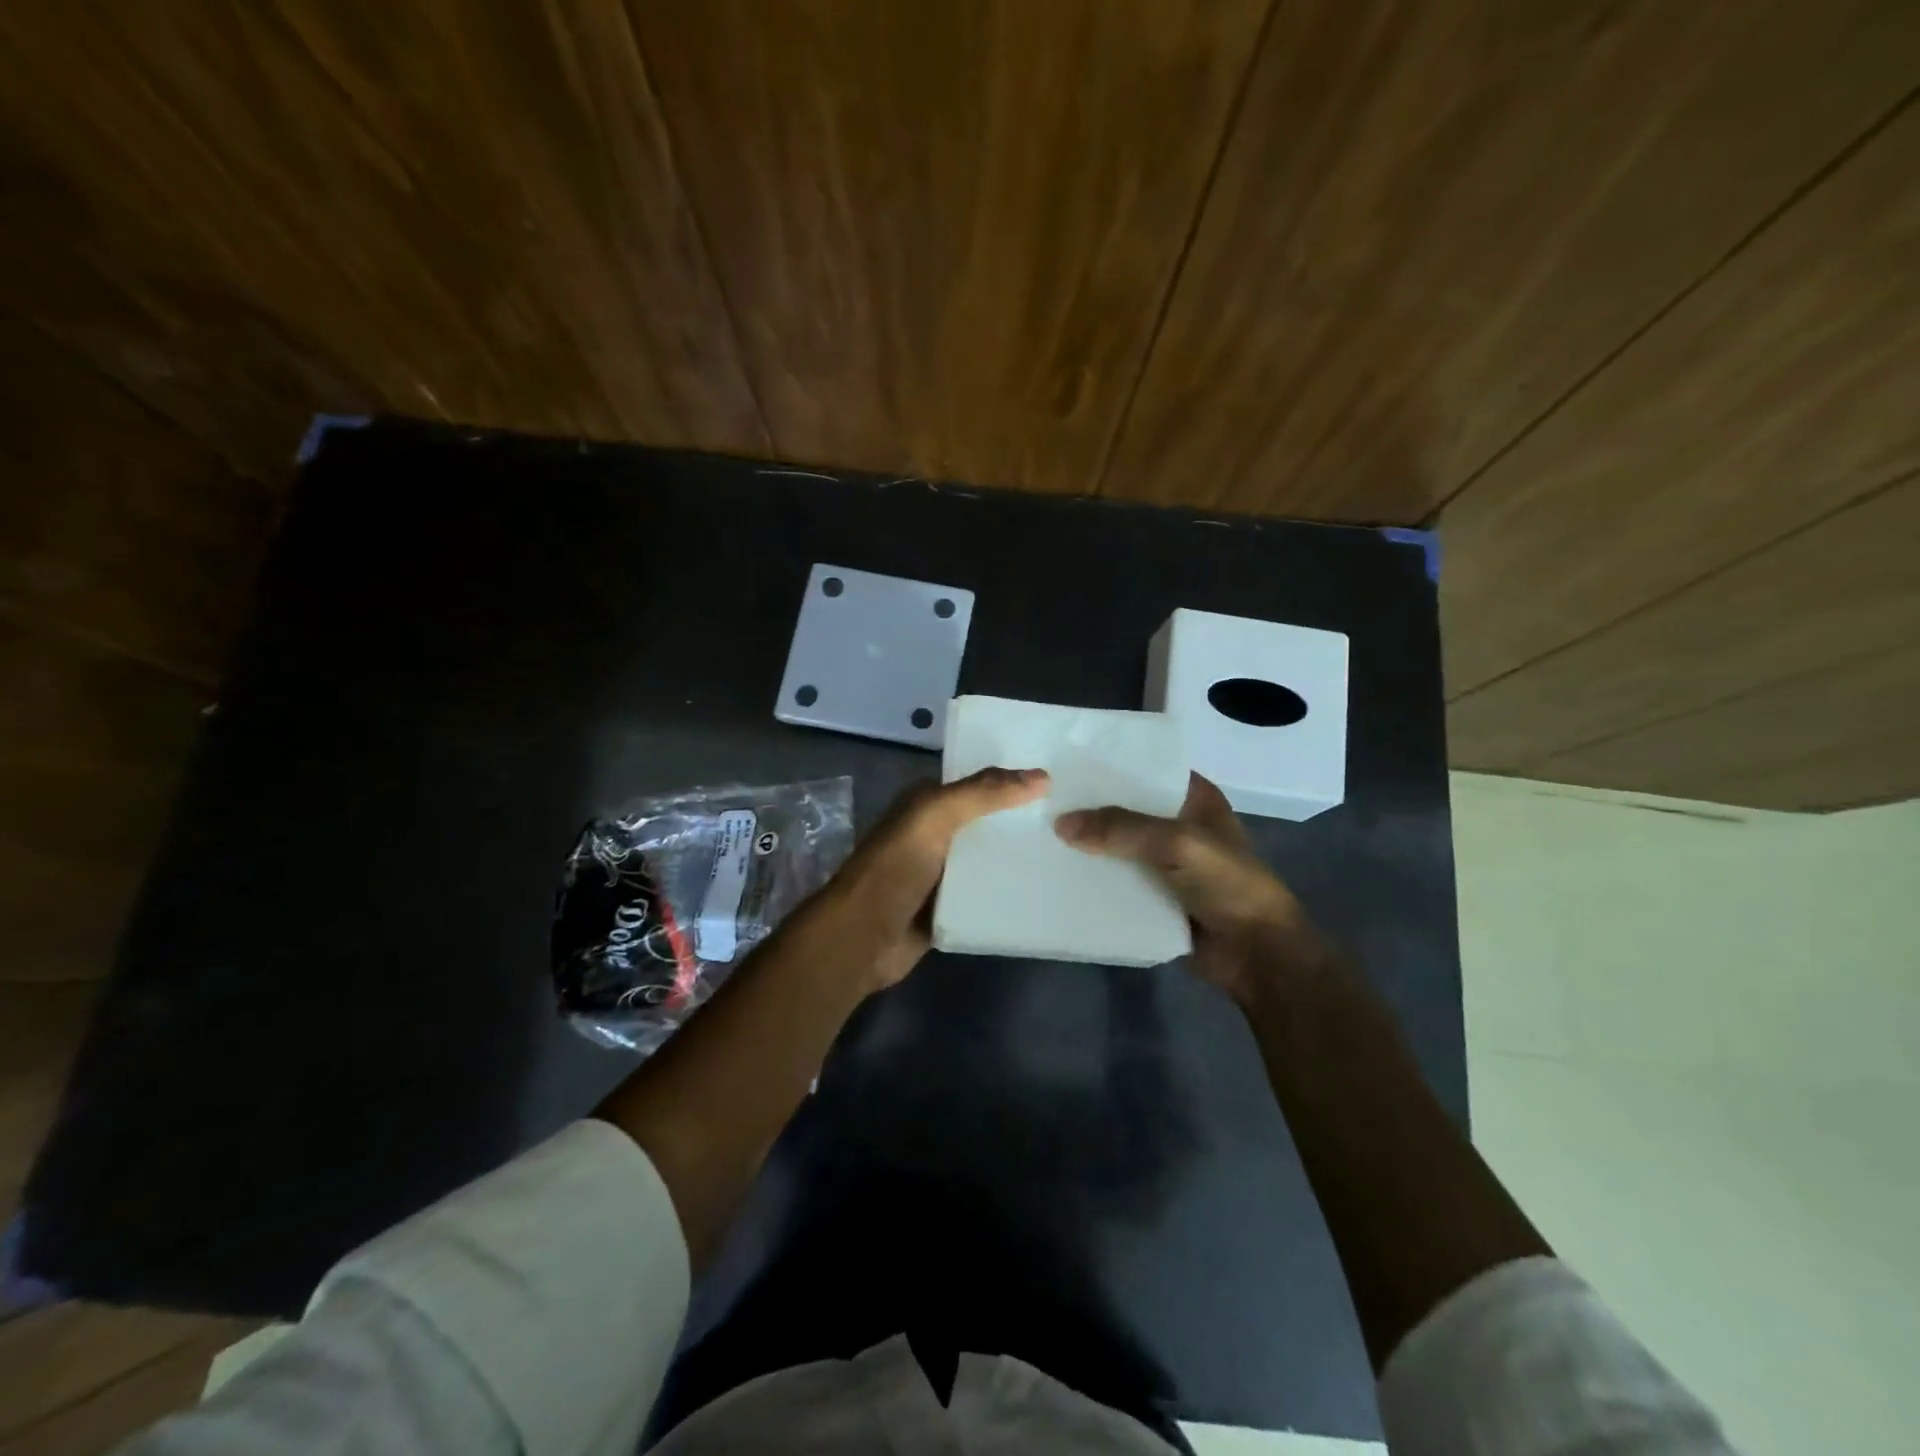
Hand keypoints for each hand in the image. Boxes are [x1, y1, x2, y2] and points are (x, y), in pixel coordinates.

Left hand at [820, 767, 1049, 990]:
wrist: (863, 938)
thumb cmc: (895, 868)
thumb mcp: (934, 816)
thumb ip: (983, 794)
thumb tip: (1041, 777)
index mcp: (926, 804)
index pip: (978, 783)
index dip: (1013, 779)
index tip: (1061, 780)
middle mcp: (935, 834)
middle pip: (987, 822)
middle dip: (1023, 821)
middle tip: (1076, 819)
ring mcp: (942, 874)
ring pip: (990, 860)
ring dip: (1020, 859)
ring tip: (1072, 854)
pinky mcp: (950, 908)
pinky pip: (986, 896)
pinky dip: (1009, 893)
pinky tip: (1046, 892)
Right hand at [1055, 773, 1330, 1007]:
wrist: (1257, 955)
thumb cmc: (1229, 885)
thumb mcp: (1178, 843)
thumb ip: (1121, 828)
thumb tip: (1061, 824)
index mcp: (1194, 799)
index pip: (1146, 769)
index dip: (1110, 765)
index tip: (1066, 761)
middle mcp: (1177, 824)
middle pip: (1126, 808)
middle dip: (1090, 806)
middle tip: (1041, 797)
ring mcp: (1164, 863)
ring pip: (1117, 846)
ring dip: (1087, 845)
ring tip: (1038, 831)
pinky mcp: (1153, 896)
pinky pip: (1116, 881)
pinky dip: (1092, 878)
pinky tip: (1056, 872)